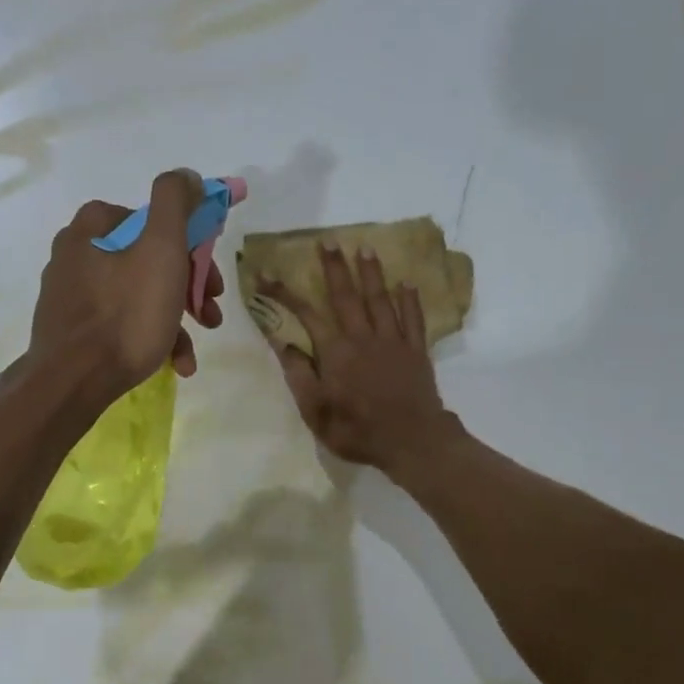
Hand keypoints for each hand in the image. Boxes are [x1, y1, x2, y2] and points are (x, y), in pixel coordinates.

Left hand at [22, 170, 224, 406]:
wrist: (73, 382)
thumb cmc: (125, 314)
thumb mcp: (161, 249)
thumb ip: (176, 203)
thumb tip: (186, 175)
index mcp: (93, 227)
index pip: (155, 221)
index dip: (192, 248)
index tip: (211, 280)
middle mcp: (76, 253)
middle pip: (149, 260)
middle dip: (188, 289)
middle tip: (210, 313)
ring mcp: (71, 294)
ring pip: (139, 296)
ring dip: (175, 320)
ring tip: (191, 351)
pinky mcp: (72, 330)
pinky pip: (121, 324)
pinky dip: (150, 338)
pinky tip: (172, 363)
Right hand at [263, 244, 459, 474]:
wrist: (412, 441)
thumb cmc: (357, 430)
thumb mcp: (316, 412)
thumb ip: (299, 375)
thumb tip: (284, 344)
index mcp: (336, 352)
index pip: (306, 314)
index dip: (284, 293)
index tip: (266, 274)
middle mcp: (363, 337)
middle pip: (347, 295)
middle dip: (335, 267)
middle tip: (328, 242)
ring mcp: (393, 341)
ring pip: (381, 299)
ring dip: (372, 273)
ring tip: (365, 248)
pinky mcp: (416, 350)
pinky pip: (413, 318)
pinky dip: (410, 300)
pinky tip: (407, 284)